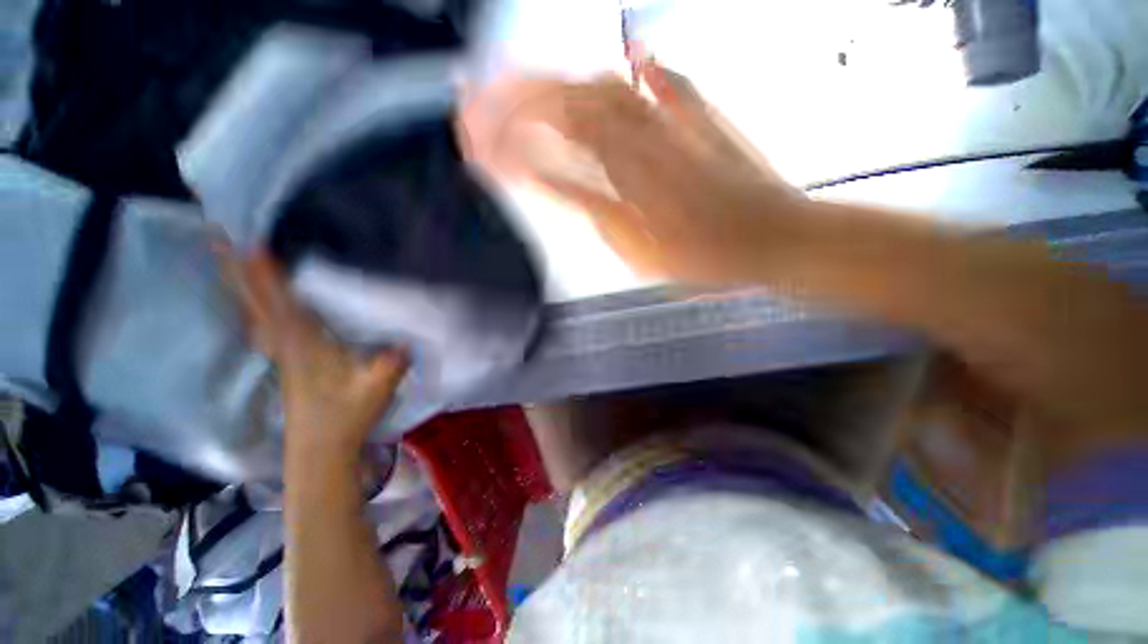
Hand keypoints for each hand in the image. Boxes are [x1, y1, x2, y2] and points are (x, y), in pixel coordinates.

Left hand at [228, 250, 407, 460]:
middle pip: (257, 302)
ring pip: (255, 312)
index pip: (281, 302)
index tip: (249, 241)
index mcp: (305, 345)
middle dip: (238, 270)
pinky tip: (255, 302)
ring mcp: (281, 354)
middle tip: (219, 236)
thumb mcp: (377, 387)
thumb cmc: (346, 417)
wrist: (320, 450)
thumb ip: (392, 360)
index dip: (265, 274)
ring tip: (230, 260)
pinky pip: (262, 324)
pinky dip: (254, 306)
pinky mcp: (285, 362)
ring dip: (242, 285)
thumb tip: (409, 335)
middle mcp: (285, 343)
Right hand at [458, 62, 806, 284]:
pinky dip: (638, 69)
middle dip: (511, 101)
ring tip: (523, 86)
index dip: (504, 146)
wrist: (768, 238)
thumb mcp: (638, 254)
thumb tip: (558, 185)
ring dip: (557, 84)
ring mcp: (669, 125)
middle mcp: (638, 143)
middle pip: (563, 107)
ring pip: (600, 90)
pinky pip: (664, 83)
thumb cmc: (707, 256)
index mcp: (620, 185)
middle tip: (478, 103)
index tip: (472, 144)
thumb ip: (595, 214)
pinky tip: (632, 56)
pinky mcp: (699, 118)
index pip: (547, 156)